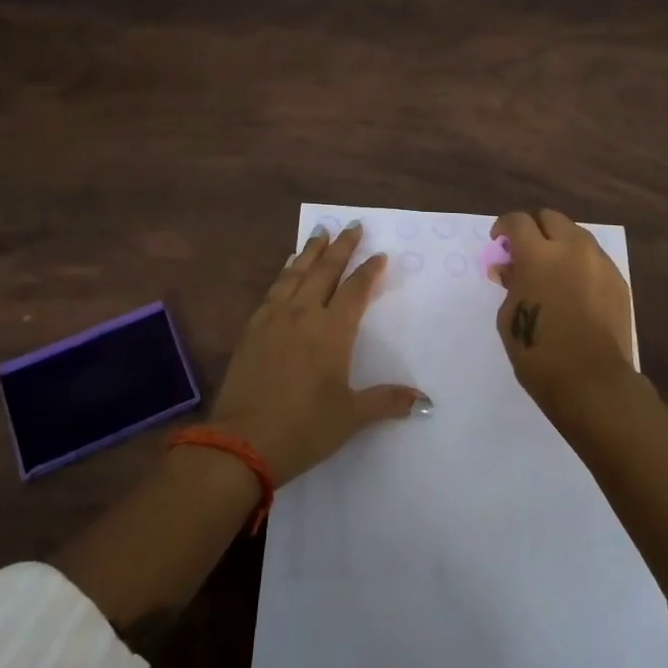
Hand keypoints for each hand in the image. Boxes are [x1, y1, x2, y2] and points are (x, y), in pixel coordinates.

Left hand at [209, 221, 429, 484]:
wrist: (241, 442)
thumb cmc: (304, 428)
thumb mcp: (351, 416)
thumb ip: (387, 402)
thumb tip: (425, 402)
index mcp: (332, 331)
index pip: (355, 290)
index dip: (369, 271)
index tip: (380, 254)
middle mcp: (303, 315)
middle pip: (325, 271)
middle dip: (341, 247)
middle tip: (352, 225)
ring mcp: (274, 319)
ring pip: (295, 273)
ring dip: (311, 252)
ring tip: (320, 233)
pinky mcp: (252, 329)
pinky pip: (273, 289)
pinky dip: (285, 272)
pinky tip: (287, 267)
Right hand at [491, 209, 637, 415]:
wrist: (592, 381)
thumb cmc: (538, 352)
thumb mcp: (509, 316)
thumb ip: (511, 283)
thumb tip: (510, 268)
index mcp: (539, 254)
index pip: (517, 221)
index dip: (503, 227)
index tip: (499, 241)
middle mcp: (572, 248)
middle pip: (551, 218)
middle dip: (534, 229)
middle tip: (525, 251)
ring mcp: (600, 263)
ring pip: (576, 235)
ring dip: (559, 244)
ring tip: (551, 270)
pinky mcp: (618, 281)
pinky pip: (594, 259)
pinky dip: (579, 265)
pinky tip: (574, 289)